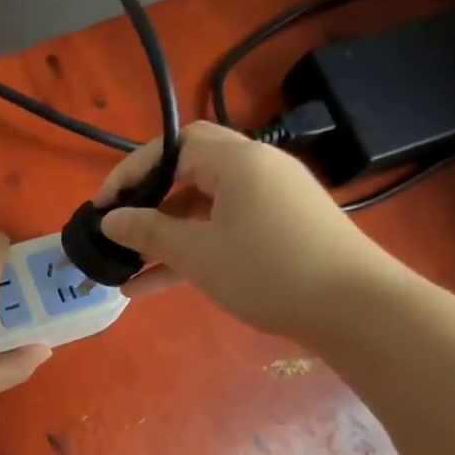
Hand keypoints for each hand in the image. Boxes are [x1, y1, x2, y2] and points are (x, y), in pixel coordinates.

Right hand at [94, 122, 403, 343]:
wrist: (353, 307)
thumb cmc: (268, 271)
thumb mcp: (198, 253)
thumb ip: (148, 231)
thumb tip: (109, 219)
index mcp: (238, 161)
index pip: (173, 146)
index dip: (132, 171)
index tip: (101, 205)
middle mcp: (256, 170)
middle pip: (189, 172)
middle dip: (148, 200)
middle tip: (117, 226)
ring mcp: (270, 201)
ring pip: (203, 208)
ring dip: (164, 233)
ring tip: (125, 265)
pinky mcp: (278, 231)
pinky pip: (222, 231)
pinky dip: (190, 250)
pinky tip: (151, 286)